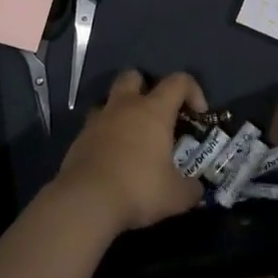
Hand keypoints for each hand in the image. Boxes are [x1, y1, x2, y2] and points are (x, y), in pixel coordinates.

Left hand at [54, 70, 207, 233]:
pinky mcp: (79, 139)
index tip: (198, 114)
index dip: (193, 91)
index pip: (178, 81)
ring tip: (132, 137)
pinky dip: (106, 135)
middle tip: (156, 114)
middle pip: (134, 76)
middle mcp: (124, 107)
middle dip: (147, 87)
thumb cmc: (138, 189)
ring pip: (109, 100)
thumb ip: (191, 189)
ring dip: (122, 111)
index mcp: (153, 111)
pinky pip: (95, 126)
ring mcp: (97, 121)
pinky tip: (113, 158)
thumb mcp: (176, 196)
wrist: (85, 201)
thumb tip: (196, 189)